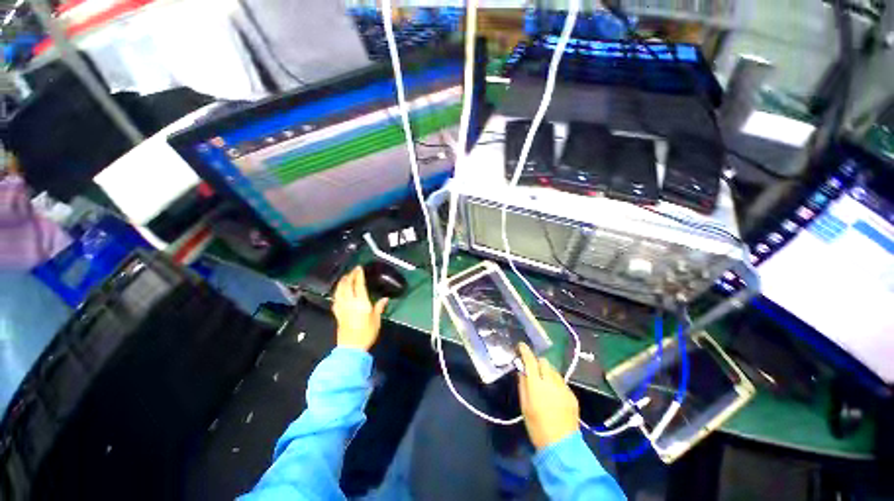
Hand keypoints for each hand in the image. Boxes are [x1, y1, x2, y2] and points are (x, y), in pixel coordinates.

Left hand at [332, 266, 388, 351]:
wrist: (351, 347)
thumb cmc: (366, 333)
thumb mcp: (376, 319)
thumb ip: (379, 307)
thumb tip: (385, 298)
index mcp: (360, 302)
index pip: (358, 284)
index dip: (358, 275)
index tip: (359, 268)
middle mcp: (349, 302)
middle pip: (346, 285)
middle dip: (349, 276)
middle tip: (353, 271)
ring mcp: (341, 307)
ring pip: (339, 290)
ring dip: (342, 282)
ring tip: (345, 277)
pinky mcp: (337, 313)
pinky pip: (335, 298)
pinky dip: (337, 291)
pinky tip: (339, 291)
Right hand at [517, 343, 579, 449]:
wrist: (561, 445)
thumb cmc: (536, 426)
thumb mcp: (524, 405)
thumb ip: (522, 384)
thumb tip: (521, 370)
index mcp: (536, 384)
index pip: (530, 360)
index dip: (525, 351)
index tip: (521, 346)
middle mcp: (551, 382)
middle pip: (544, 362)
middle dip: (537, 362)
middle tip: (533, 370)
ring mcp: (564, 388)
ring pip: (554, 370)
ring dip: (547, 371)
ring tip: (544, 382)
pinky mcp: (572, 395)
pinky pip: (562, 381)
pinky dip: (556, 382)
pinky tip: (553, 394)